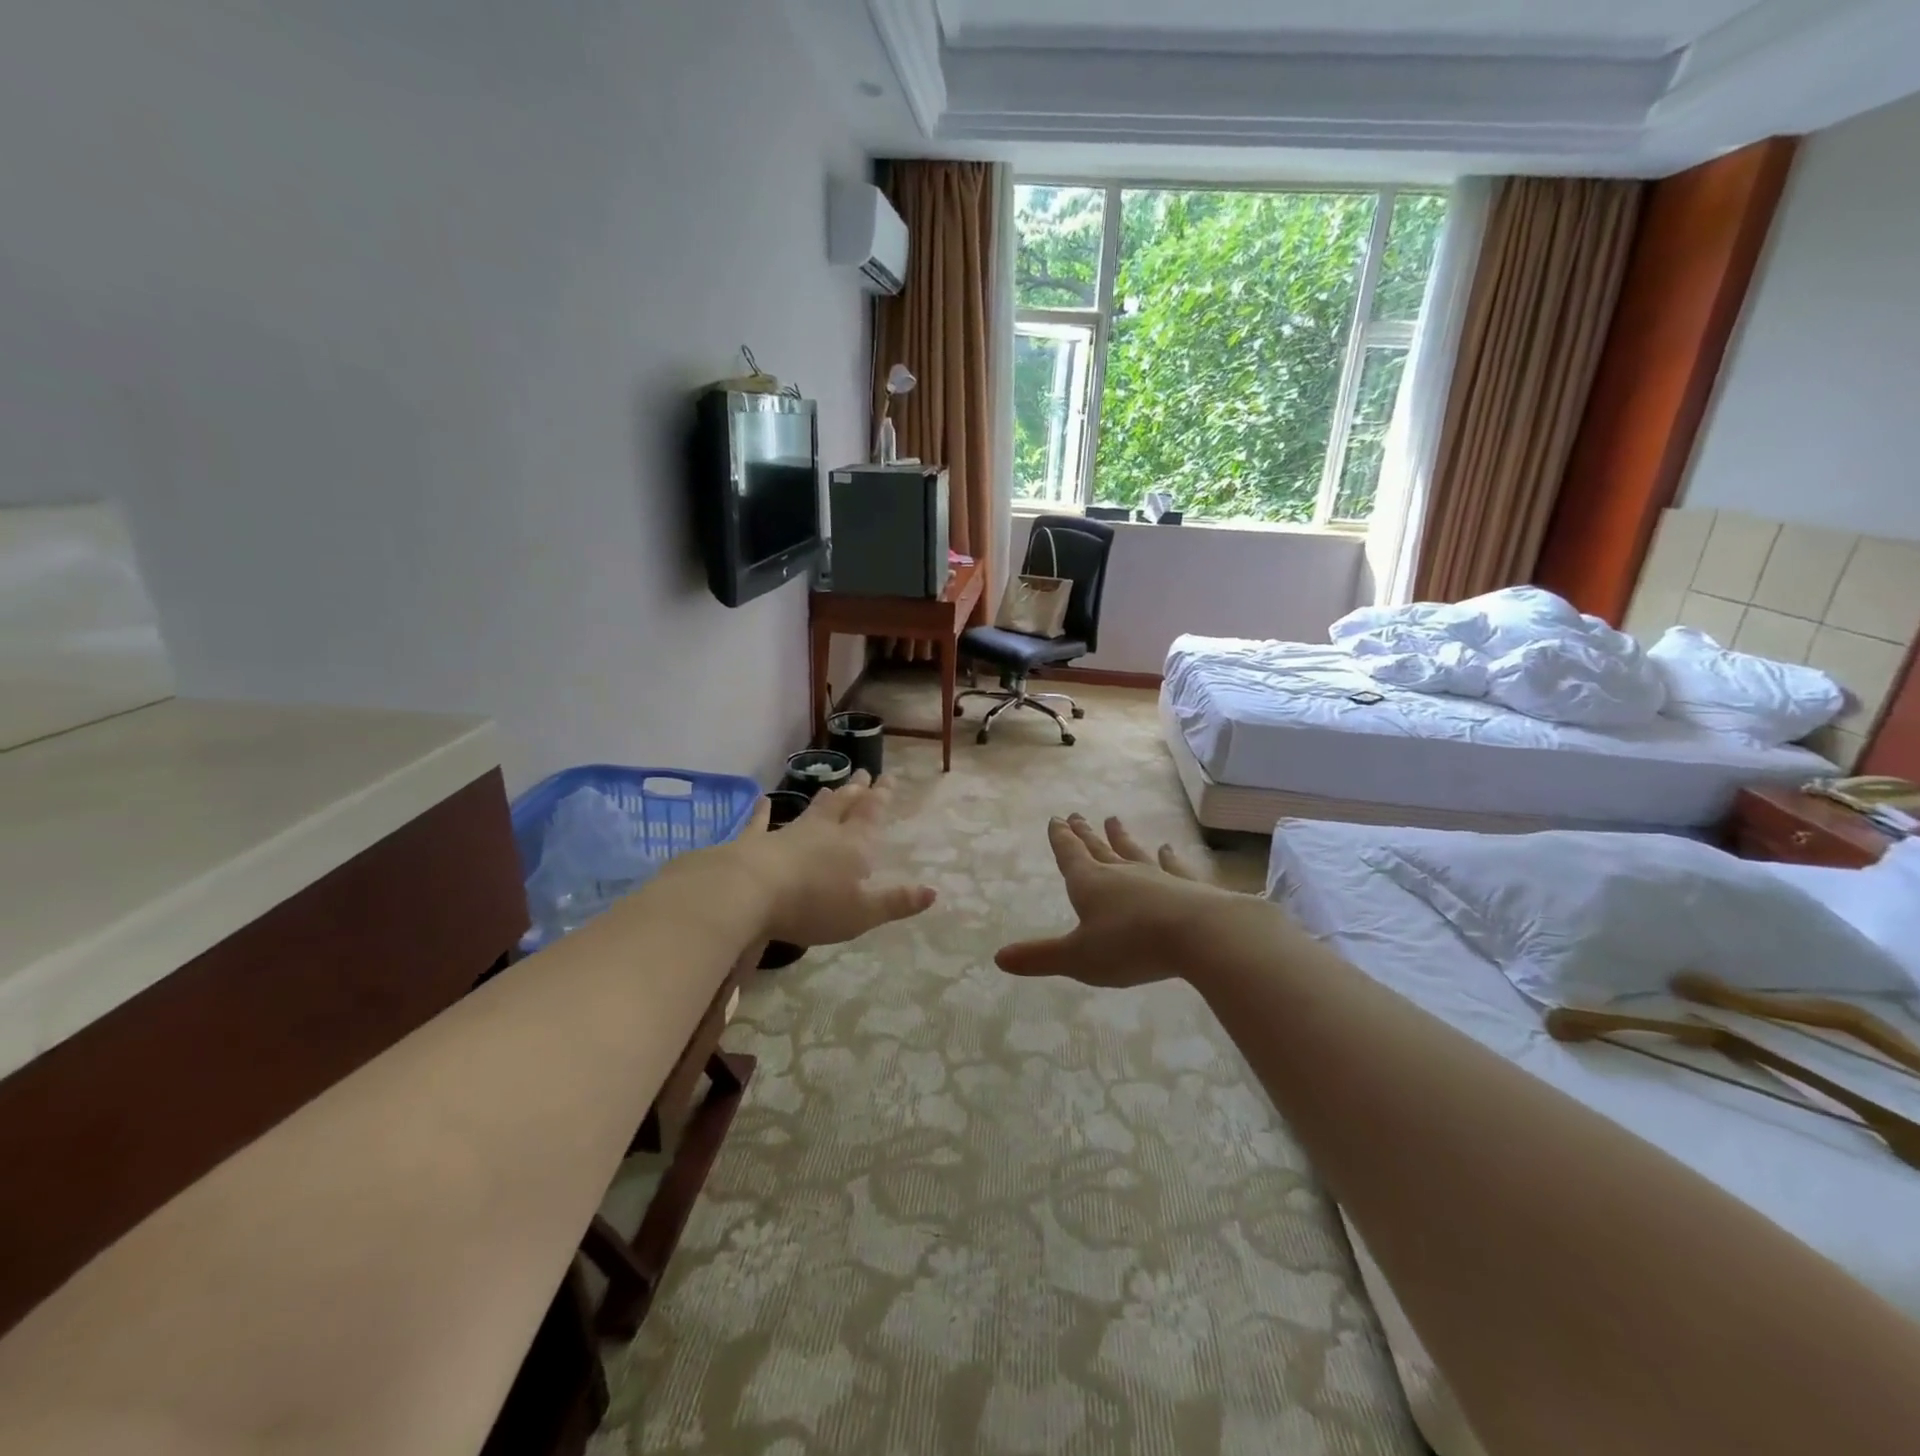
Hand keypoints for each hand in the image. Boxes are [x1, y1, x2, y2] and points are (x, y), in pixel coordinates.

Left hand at [722, 771, 935, 947]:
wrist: (750, 892)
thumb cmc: (813, 905)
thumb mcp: (863, 912)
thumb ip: (897, 902)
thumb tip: (933, 892)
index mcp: (854, 845)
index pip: (872, 814)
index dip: (882, 796)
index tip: (888, 777)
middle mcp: (825, 831)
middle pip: (844, 805)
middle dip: (857, 790)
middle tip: (864, 772)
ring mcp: (790, 833)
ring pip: (812, 810)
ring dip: (825, 798)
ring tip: (833, 786)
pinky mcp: (757, 842)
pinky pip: (762, 823)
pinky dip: (764, 812)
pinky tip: (763, 801)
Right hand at [995, 814, 1240, 986]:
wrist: (1198, 934)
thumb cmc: (1130, 945)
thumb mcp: (1078, 958)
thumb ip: (1040, 957)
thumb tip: (998, 957)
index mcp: (1089, 884)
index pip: (1070, 855)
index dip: (1061, 839)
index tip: (1056, 819)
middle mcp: (1120, 873)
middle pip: (1098, 849)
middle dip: (1085, 834)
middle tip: (1077, 815)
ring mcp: (1156, 876)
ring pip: (1132, 852)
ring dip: (1121, 837)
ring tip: (1114, 820)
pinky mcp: (1186, 886)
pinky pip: (1173, 867)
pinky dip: (1168, 857)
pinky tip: (1167, 847)